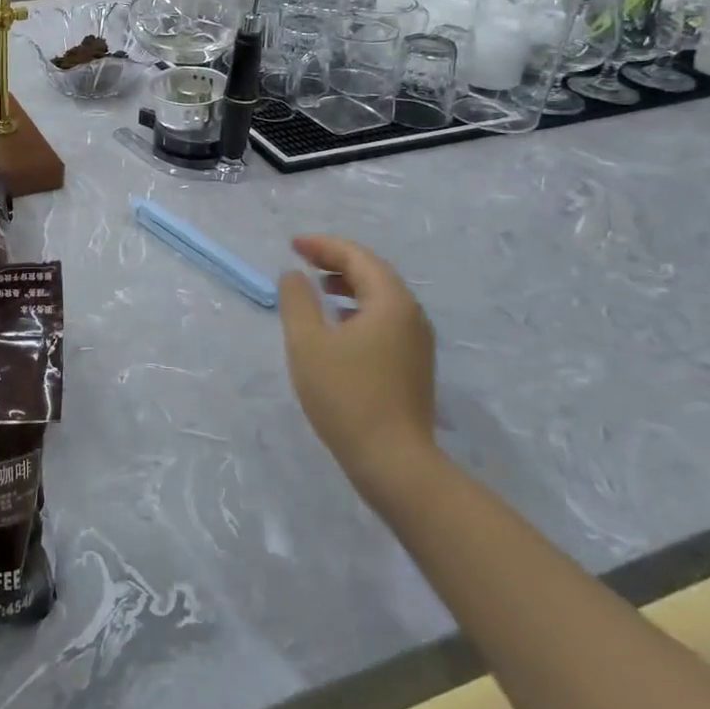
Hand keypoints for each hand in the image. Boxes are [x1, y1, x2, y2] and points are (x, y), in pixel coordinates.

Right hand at [277, 236, 437, 493]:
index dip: (323, 246)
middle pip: (373, 273)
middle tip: (302, 259)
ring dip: (347, 285)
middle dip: (336, 261)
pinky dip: (358, 308)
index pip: (357, 257)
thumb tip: (294, 275)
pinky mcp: (413, 364)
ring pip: (381, 297)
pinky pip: (384, 319)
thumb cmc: (346, 395)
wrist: (394, 462)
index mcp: (391, 302)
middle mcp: (411, 315)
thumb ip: (297, 300)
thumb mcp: (307, 342)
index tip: (292, 245)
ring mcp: (417, 342)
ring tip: (316, 287)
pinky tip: (337, 324)